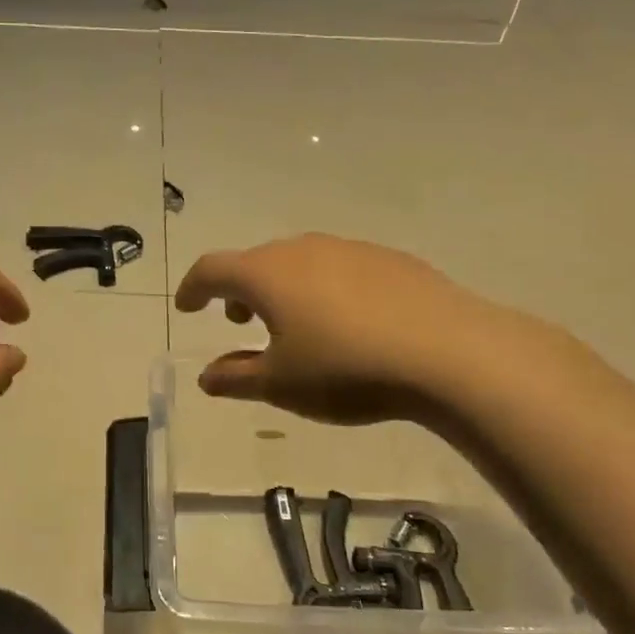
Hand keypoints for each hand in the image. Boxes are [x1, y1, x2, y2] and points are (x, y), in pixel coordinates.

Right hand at [174, 234, 513, 425]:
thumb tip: (207, 376)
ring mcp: (349, 249)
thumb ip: (237, 378)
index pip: (212, 269)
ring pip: (299, 262)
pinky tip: (348, 322)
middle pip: (256, 262)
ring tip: (293, 323)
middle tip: (239, 319)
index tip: (186, 306)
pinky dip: (325, 288)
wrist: (448, 352)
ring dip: (283, 288)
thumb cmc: (346, 369)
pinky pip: (340, 268)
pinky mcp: (388, 259)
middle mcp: (302, 249)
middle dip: (240, 289)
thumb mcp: (282, 384)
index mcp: (266, 274)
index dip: (193, 288)